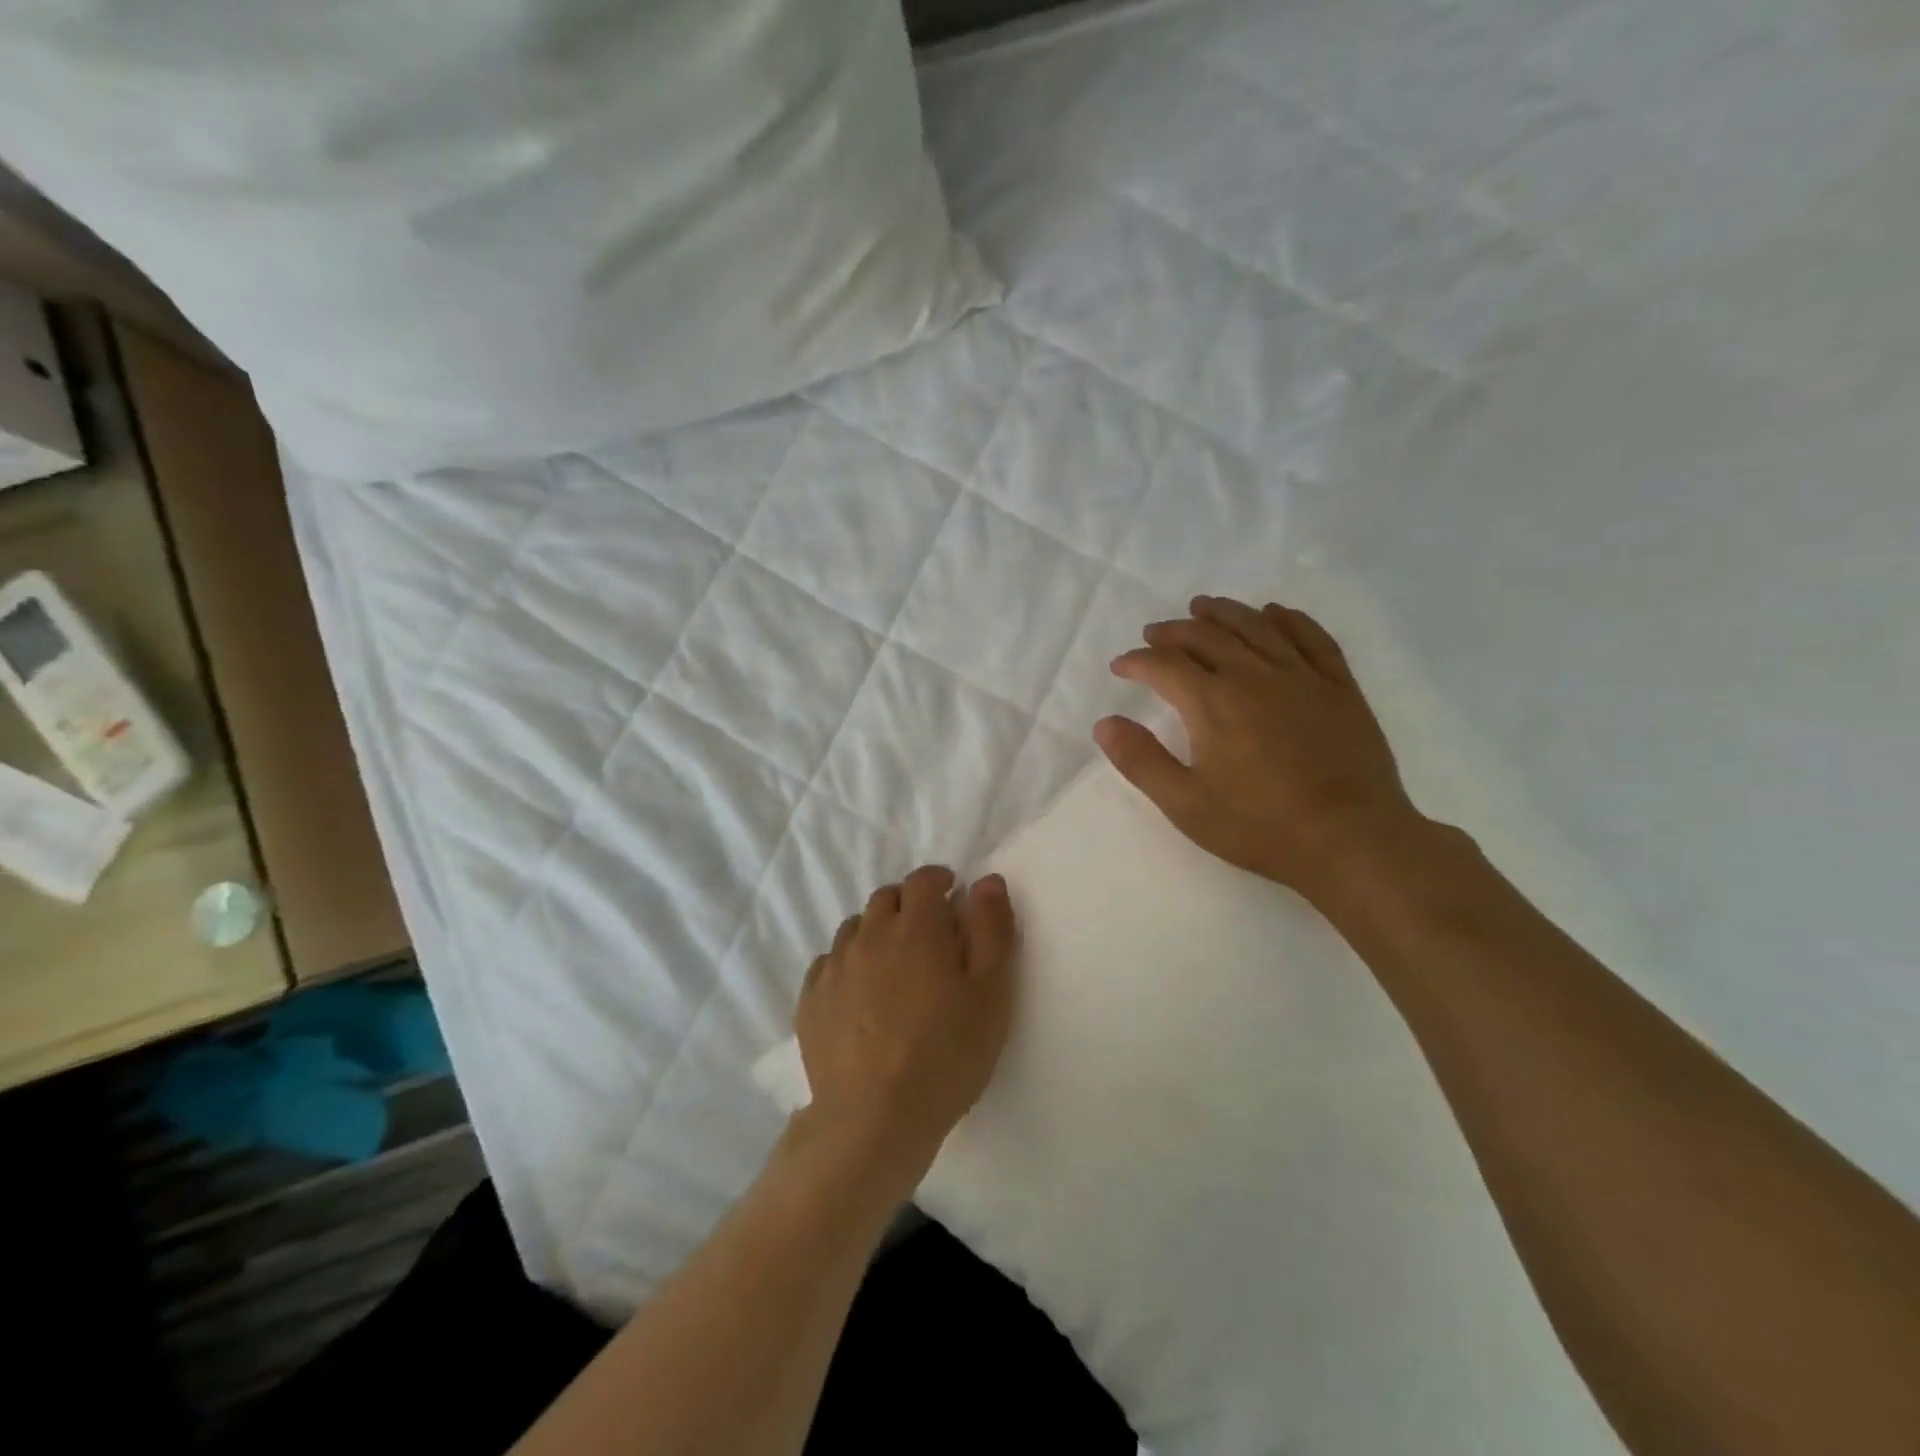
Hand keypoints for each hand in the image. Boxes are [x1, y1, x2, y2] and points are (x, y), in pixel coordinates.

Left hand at [794, 866, 1017, 1191]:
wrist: (873, 1119)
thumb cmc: (946, 1055)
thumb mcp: (991, 993)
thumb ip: (991, 929)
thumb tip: (986, 881)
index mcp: (916, 928)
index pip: (923, 880)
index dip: (940, 881)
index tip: (952, 895)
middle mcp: (869, 935)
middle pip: (887, 899)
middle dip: (909, 904)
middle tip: (929, 934)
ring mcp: (834, 967)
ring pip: (856, 928)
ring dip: (877, 932)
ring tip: (894, 965)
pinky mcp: (810, 1000)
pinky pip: (829, 963)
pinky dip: (849, 964)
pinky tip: (860, 994)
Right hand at [1094, 595, 1425, 903]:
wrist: (1351, 839)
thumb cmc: (1260, 826)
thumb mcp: (1185, 804)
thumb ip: (1141, 761)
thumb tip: (1105, 724)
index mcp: (1213, 702)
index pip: (1164, 665)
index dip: (1137, 661)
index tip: (1121, 666)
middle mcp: (1254, 675)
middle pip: (1207, 635)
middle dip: (1173, 631)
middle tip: (1155, 633)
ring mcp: (1302, 676)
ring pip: (1256, 626)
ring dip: (1223, 612)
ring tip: (1203, 608)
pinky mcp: (1339, 686)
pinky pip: (1311, 636)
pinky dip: (1287, 619)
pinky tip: (1274, 614)